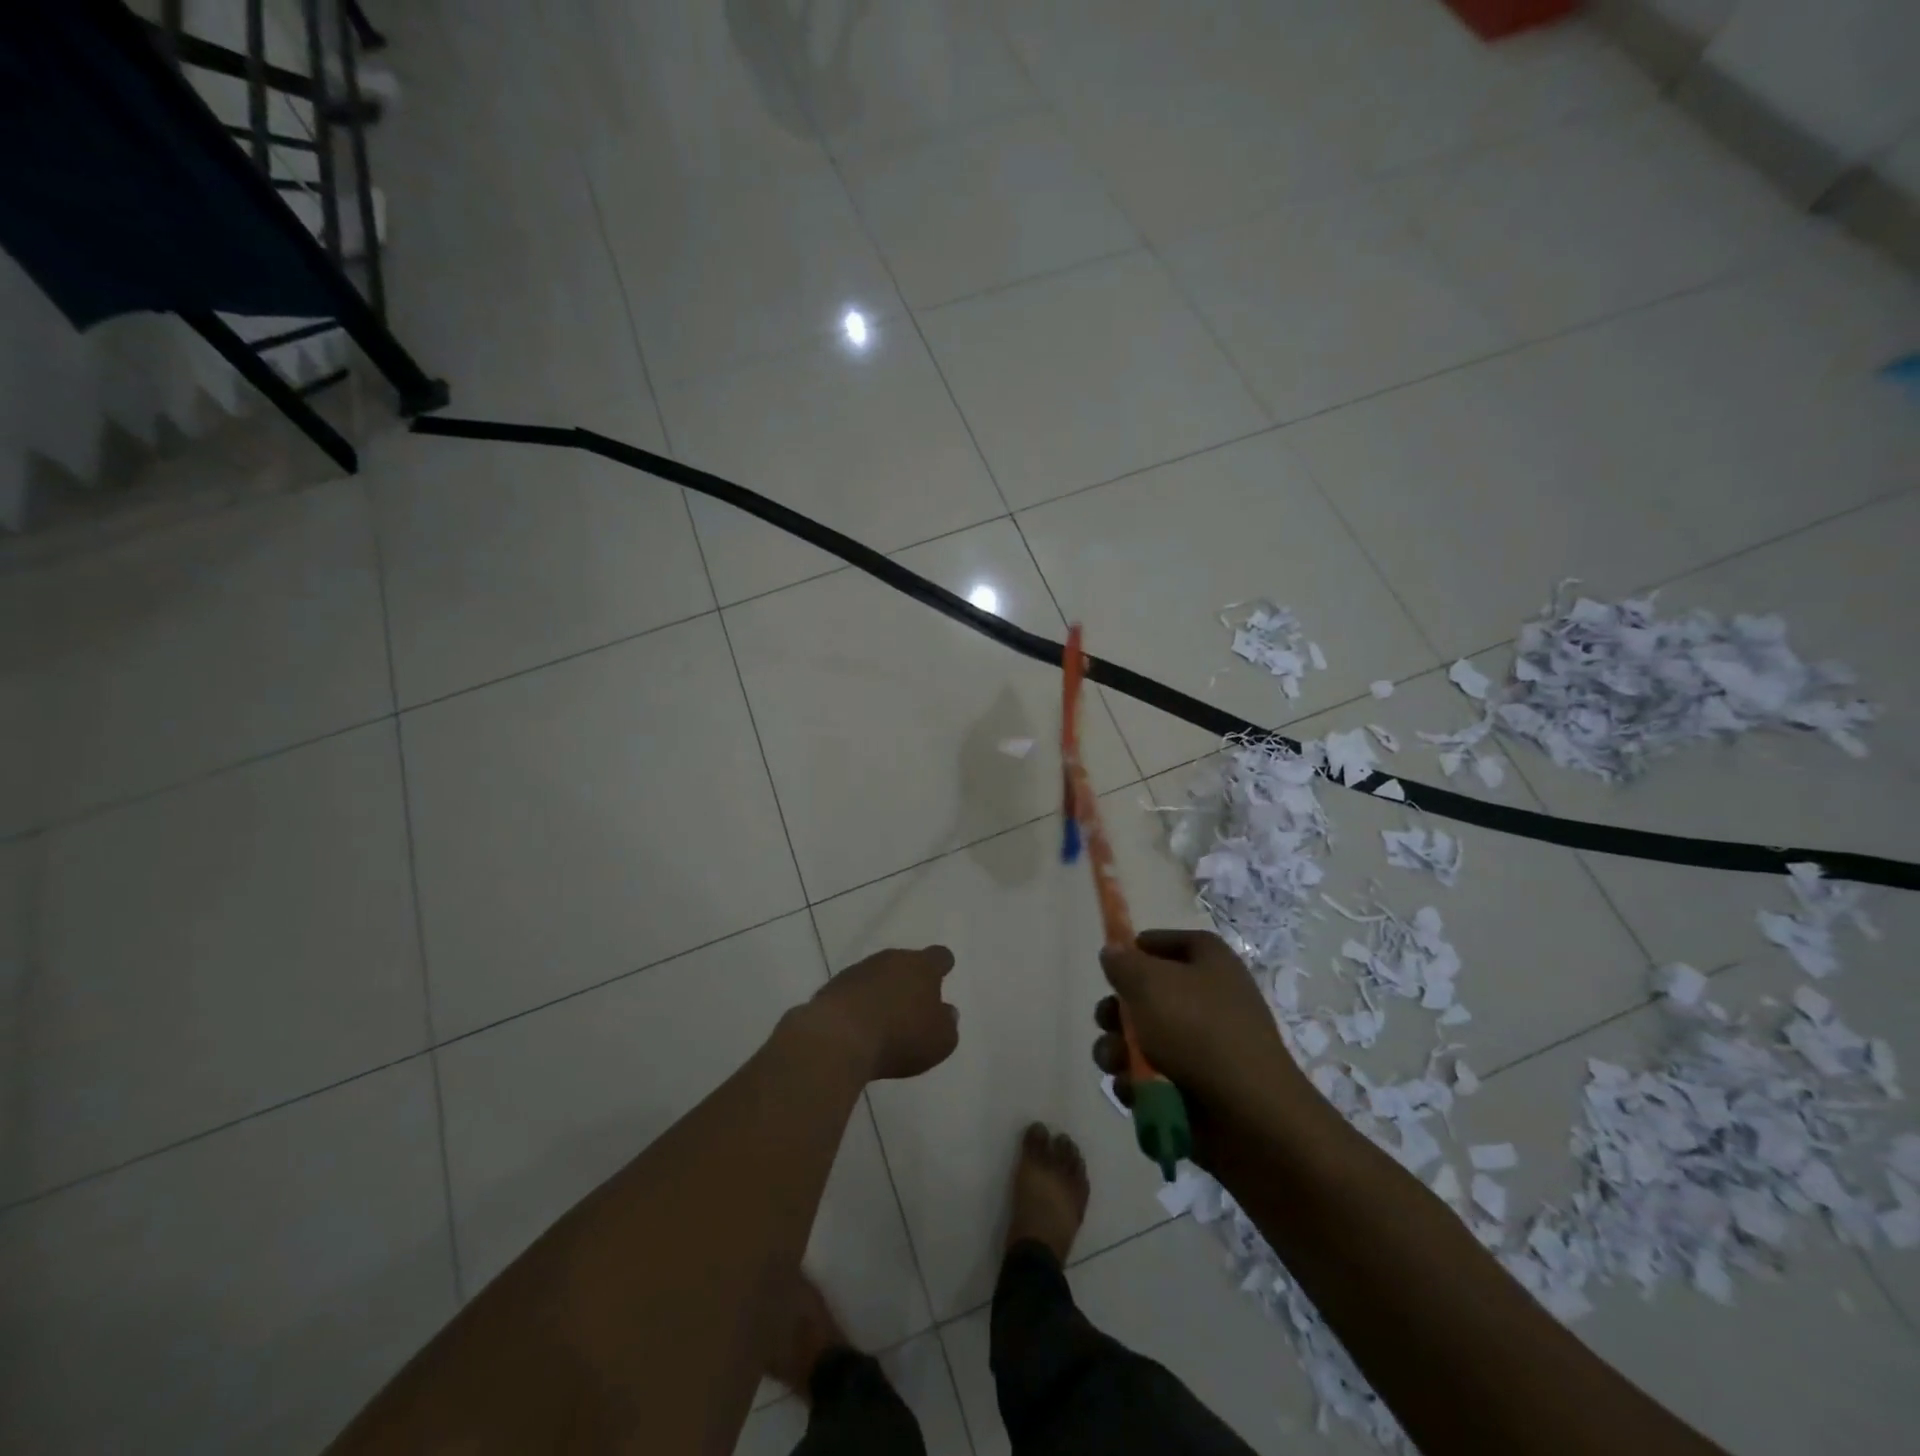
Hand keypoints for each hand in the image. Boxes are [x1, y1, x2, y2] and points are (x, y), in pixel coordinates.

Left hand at [806, 946, 958, 1081]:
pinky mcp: (833, 986)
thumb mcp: (940, 1040)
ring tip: (884, 1020)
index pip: (939, 956)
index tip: (943, 975)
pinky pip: (853, 991)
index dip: (942, 966)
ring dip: (882, 991)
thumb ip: (948, 1024)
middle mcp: (891, 959)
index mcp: (922, 967)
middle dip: (910, 980)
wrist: (838, 1038)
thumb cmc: (900, 1036)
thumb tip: (947, 1012)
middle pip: (906, 962)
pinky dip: (858, 1004)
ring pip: (878, 975)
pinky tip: (859, 1027)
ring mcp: (859, 970)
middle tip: (913, 1005)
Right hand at [1092, 930, 1308, 1131]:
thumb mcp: (1150, 983)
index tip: (1114, 963)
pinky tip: (1135, 1092)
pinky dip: (1139, 1084)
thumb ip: (1123, 963)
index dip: (1141, 948)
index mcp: (1210, 963)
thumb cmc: (1198, 1031)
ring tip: (1116, 1064)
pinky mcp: (1195, 1089)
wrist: (1249, 1116)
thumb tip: (1113, 952)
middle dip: (1118, 1012)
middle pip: (1149, 995)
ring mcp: (1203, 1048)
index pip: (1173, 942)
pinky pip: (1153, 1078)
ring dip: (1119, 1051)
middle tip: (1107, 1022)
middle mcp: (1209, 1000)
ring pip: (1143, 1041)